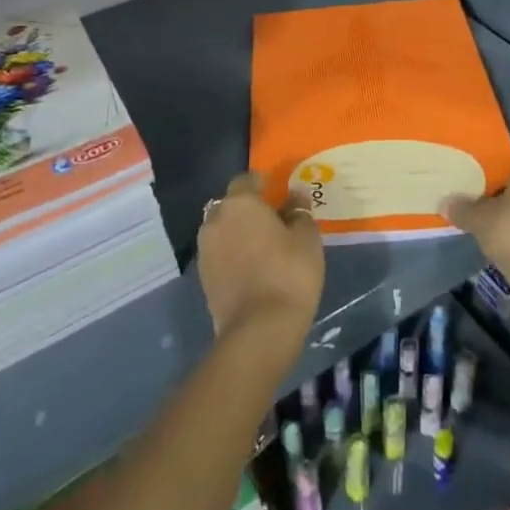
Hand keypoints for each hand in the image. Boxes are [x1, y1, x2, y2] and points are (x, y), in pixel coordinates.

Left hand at [197, 174, 323, 346]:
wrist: (259, 330)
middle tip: (272, 220)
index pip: (246, 180)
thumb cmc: (289, 273)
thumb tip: (295, 196)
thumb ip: (299, 212)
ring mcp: (205, 250)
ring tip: (262, 246)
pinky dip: (232, 255)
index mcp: (239, 203)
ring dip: (238, 233)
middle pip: (231, 205)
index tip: (276, 190)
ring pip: (223, 230)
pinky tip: (252, 268)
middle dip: (248, 209)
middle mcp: (215, 220)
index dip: (261, 183)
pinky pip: (219, 254)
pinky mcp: (202, 277)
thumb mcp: (306, 238)